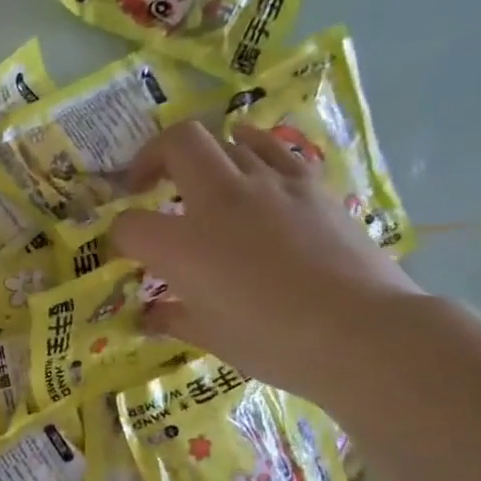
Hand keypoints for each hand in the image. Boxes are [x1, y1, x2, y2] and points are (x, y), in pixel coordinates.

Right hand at [110, 120, 422, 398]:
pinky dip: (251, 149)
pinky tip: (251, 166)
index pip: (130, 225)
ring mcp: (269, 184)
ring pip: (226, 139)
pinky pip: (272, 148)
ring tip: (201, 178)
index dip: (119, 236)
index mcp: (184, 245)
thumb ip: (172, 318)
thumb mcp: (211, 337)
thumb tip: (150, 316)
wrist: (360, 331)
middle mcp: (220, 201)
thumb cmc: (274, 342)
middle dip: (152, 158)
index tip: (126, 251)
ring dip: (203, 155)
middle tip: (148, 183)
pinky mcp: (309, 184)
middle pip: (176, 145)